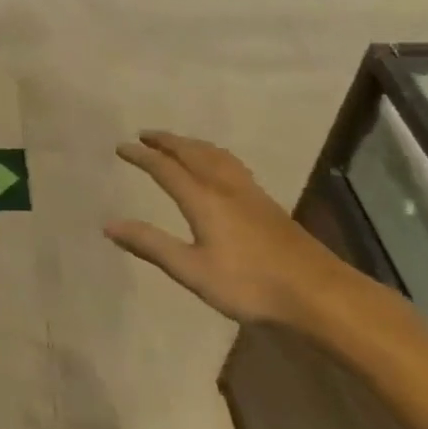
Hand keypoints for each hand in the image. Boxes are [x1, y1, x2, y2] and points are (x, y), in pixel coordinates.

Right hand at [106, 131, 351, 325]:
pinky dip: (213, 154)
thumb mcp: (192, 270)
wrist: (318, 293)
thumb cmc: (250, 284)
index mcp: (203, 199)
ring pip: (215, 155)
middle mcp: (224, 186)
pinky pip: (231, 164)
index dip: (141, 156)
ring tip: (178, 143)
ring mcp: (249, 192)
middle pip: (192, 153)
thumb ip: (151, 245)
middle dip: (166, 141)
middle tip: (145, 135)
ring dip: (191, 144)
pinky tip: (219, 167)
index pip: (165, 168)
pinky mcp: (267, 203)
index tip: (121, 147)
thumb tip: (109, 225)